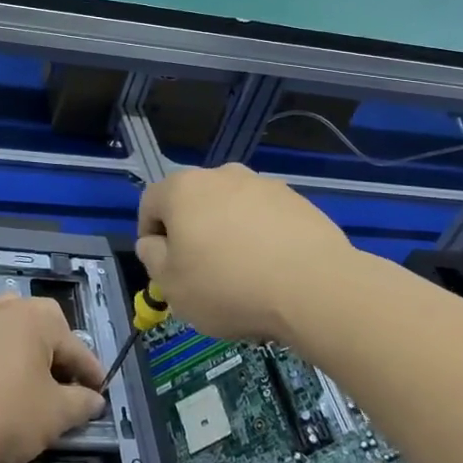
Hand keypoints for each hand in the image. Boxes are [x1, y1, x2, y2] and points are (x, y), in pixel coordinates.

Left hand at [0, 296, 106, 462]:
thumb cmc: (4, 418)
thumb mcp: (55, 416)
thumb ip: (81, 403)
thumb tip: (94, 399)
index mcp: (37, 317)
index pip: (75, 347)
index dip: (91, 373)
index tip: (99, 393)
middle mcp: (5, 306)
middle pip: (42, 328)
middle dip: (56, 355)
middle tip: (64, 388)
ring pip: (8, 326)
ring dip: (21, 346)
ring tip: (27, 376)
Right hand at [137, 164, 356, 343]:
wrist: (314, 287)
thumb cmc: (228, 286)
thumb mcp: (172, 285)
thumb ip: (152, 258)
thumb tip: (153, 243)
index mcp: (183, 189)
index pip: (151, 202)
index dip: (149, 233)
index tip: (161, 264)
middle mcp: (221, 175)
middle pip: (193, 201)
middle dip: (191, 231)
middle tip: (199, 271)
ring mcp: (263, 184)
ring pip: (231, 208)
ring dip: (227, 232)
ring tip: (241, 273)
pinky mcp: (297, 201)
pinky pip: (265, 218)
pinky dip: (261, 237)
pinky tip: (271, 269)